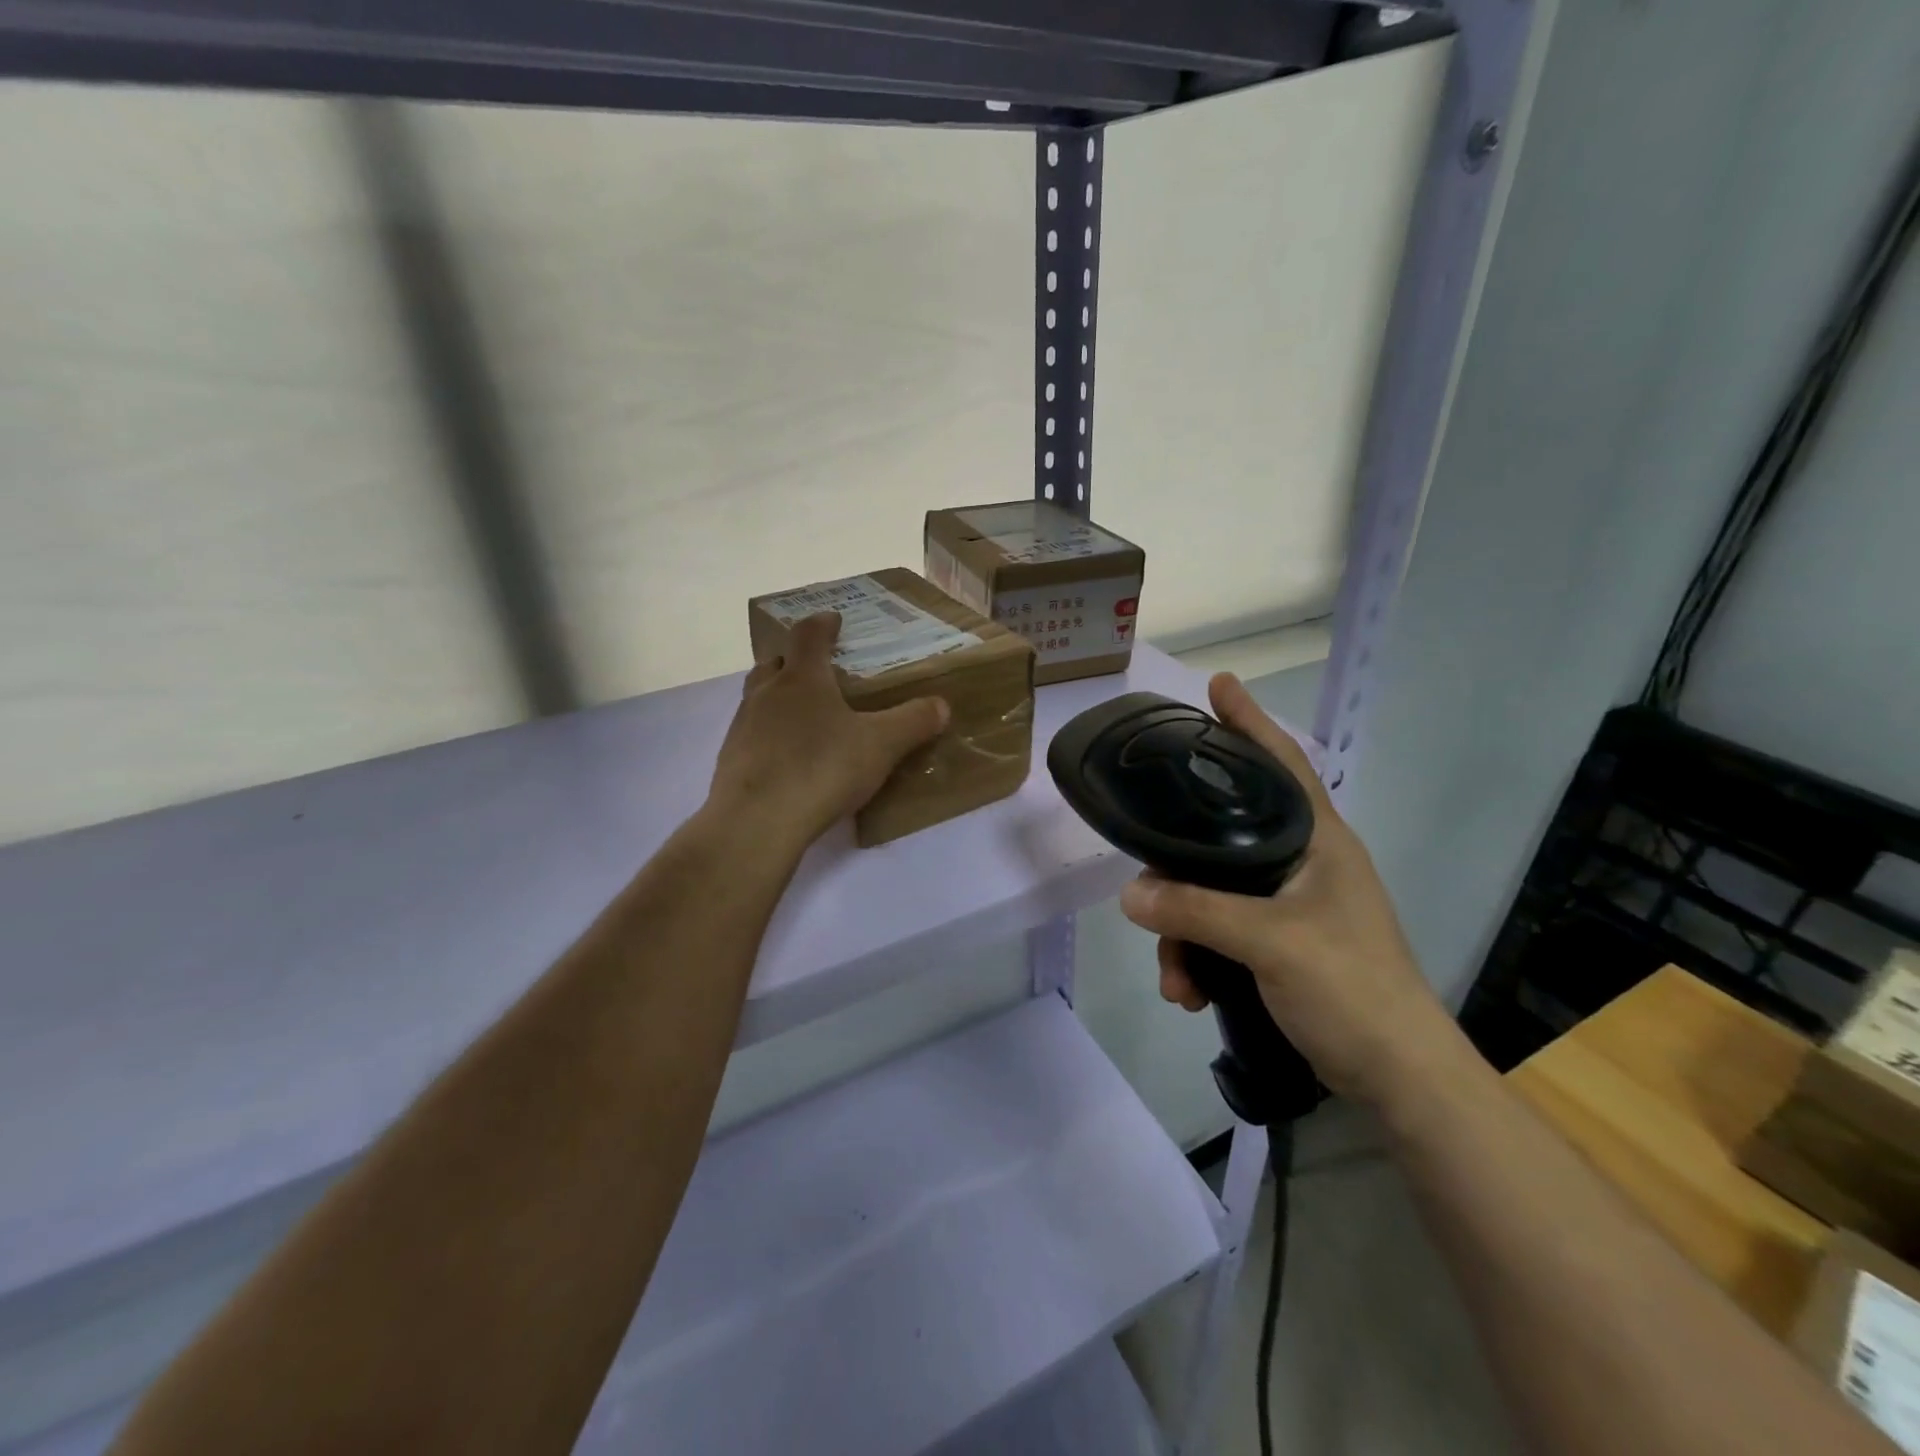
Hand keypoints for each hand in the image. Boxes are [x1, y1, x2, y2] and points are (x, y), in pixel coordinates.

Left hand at [708, 612, 950, 851]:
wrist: (756, 822)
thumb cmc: (821, 769)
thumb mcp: (880, 746)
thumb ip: (912, 722)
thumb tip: (941, 705)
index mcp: (802, 679)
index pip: (808, 635)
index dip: (823, 623)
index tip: (834, 620)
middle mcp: (766, 693)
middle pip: (775, 663)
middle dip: (795, 661)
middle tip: (818, 671)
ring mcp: (743, 726)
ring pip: (758, 697)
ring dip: (778, 697)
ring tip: (805, 716)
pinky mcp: (731, 759)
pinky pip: (752, 734)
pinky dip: (769, 734)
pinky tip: (787, 758)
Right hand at [1117, 673, 1461, 1108]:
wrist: (1398, 1077)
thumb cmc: (1352, 989)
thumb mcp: (1271, 943)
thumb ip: (1198, 912)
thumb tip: (1130, 894)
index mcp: (1316, 840)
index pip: (1281, 762)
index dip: (1249, 722)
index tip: (1217, 685)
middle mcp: (1300, 862)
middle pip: (1221, 836)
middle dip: (1177, 868)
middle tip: (1146, 886)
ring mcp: (1288, 904)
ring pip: (1211, 891)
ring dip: (1181, 932)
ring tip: (1173, 978)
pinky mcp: (1277, 942)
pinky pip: (1218, 931)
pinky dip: (1196, 958)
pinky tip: (1187, 992)